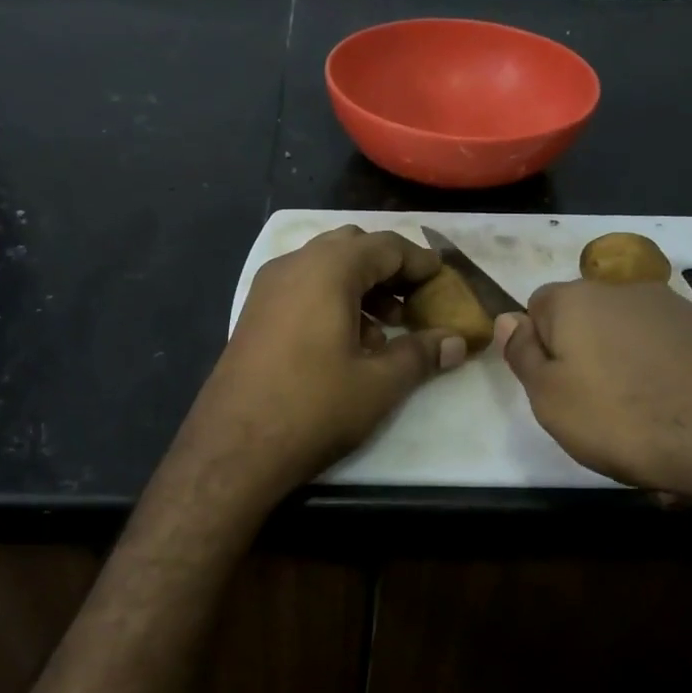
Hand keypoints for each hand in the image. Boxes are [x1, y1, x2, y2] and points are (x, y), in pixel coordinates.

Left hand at [174, 227, 466, 508]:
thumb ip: (421, 354)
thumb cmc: (314, 407)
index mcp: (327, 269)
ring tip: (385, 330)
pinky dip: (331, 300)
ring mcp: (267, 288)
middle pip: (352, 247)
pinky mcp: (254, 313)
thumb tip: (457, 341)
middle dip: (388, 270)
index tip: (443, 280)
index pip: (385, 245)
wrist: (234, 447)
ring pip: (324, 267)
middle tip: (414, 302)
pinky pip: (302, 288)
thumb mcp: (379, 383)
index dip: (419, 261)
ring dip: (360, 287)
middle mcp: (294, 265)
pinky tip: (347, 343)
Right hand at [494, 279, 691, 510]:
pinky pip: (670, 356)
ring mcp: (676, 309)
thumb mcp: (550, 397)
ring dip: (625, 372)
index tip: (550, 387)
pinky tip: (679, 420)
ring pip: (629, 340)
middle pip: (586, 321)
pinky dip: (666, 381)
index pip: (536, 306)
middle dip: (582, 358)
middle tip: (590, 410)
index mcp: (575, 300)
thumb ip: (522, 355)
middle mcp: (624, 291)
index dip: (537, 346)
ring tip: (640, 425)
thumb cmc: (624, 416)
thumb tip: (507, 319)